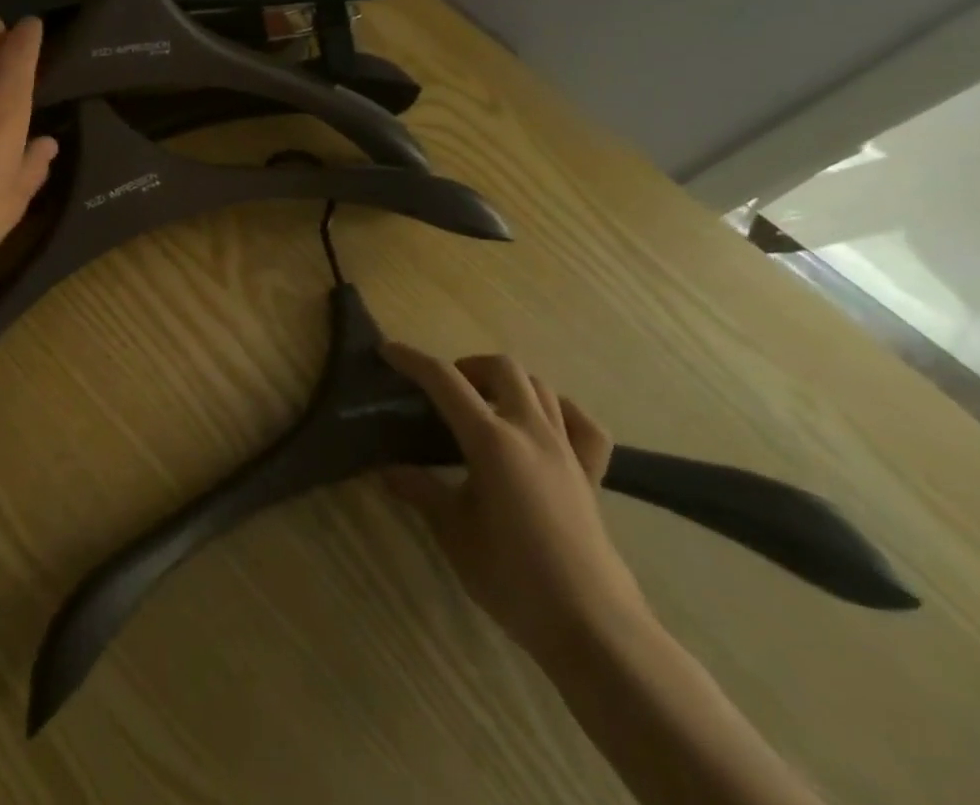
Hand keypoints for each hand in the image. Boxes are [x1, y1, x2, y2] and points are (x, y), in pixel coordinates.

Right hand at [381, 346, 650, 661]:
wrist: (592, 628)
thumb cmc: (513, 577)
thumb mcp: (452, 532)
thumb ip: (420, 491)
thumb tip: (387, 469)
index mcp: (492, 441)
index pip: (445, 381)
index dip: (413, 360)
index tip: (388, 350)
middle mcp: (531, 431)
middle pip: (502, 368)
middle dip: (467, 367)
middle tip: (444, 394)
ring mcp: (566, 450)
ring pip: (540, 386)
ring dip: (507, 383)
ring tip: (485, 406)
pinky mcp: (591, 475)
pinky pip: (582, 425)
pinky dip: (560, 412)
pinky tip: (542, 427)